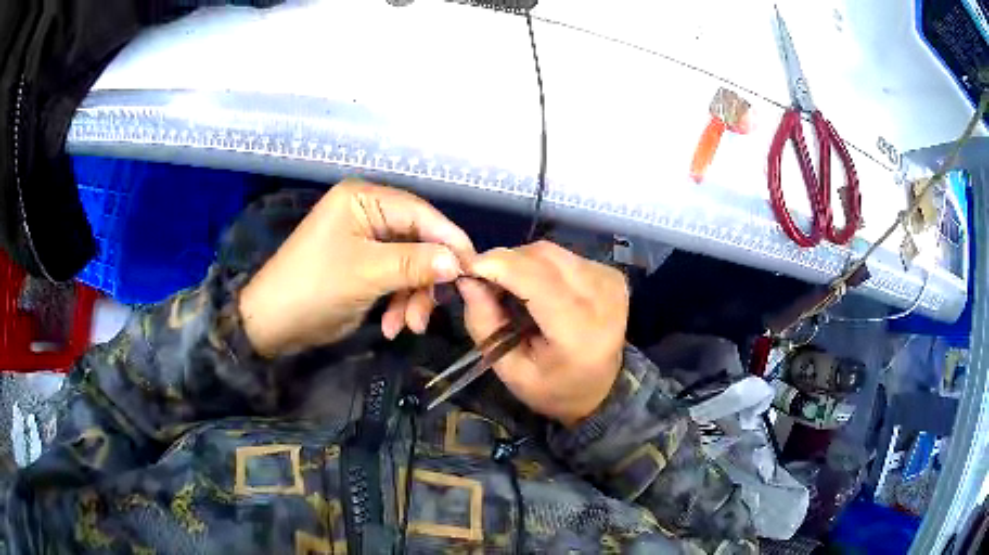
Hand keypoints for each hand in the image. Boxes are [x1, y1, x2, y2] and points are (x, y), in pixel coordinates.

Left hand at [239, 180, 474, 356]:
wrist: (272, 324)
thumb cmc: (313, 288)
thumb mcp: (366, 274)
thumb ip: (414, 263)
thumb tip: (457, 262)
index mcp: (363, 199)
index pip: (420, 213)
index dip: (449, 240)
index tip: (473, 269)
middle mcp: (366, 213)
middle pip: (417, 241)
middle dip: (424, 280)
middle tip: (430, 313)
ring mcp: (365, 240)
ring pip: (409, 264)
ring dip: (412, 297)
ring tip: (407, 327)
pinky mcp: (363, 265)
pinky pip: (394, 279)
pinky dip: (398, 302)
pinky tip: (393, 326)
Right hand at [458, 241, 627, 426]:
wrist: (601, 390)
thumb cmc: (551, 386)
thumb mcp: (509, 369)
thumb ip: (484, 324)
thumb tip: (467, 278)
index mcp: (578, 332)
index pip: (535, 278)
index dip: (497, 264)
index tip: (467, 268)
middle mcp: (602, 300)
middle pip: (542, 256)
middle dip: (506, 261)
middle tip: (487, 283)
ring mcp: (611, 283)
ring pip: (552, 251)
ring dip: (523, 262)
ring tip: (512, 289)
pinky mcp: (613, 276)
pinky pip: (565, 256)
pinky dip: (542, 265)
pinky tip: (539, 288)